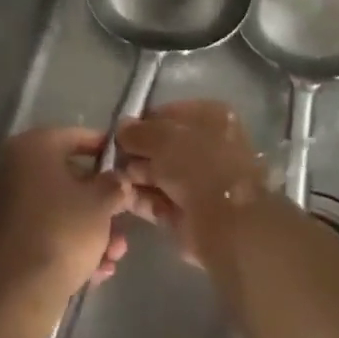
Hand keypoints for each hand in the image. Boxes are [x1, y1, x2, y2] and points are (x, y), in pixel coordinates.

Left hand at [0, 127, 132, 299]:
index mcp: (33, 147)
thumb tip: (118, 180)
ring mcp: (8, 204)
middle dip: (102, 203)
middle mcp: (14, 168)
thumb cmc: (63, 229)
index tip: (128, 166)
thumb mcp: (101, 202)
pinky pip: (47, 231)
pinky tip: (97, 271)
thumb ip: (114, 184)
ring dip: (92, 230)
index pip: (76, 137)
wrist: (17, 290)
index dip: (106, 150)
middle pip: (69, 177)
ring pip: (61, 209)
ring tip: (115, 256)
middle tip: (125, 221)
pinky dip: (71, 246)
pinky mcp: (8, 237)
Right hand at [117, 100, 267, 268]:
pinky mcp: (189, 212)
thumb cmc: (198, 166)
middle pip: (162, 145)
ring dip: (135, 175)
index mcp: (211, 118)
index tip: (119, 133)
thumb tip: (121, 127)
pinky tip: (120, 196)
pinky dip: (140, 198)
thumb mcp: (162, 138)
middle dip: (136, 152)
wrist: (226, 223)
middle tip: (112, 158)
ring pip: (159, 173)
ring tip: (114, 178)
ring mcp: (200, 182)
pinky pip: (159, 200)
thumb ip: (138, 131)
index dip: (142, 122)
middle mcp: (208, 146)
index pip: (169, 114)